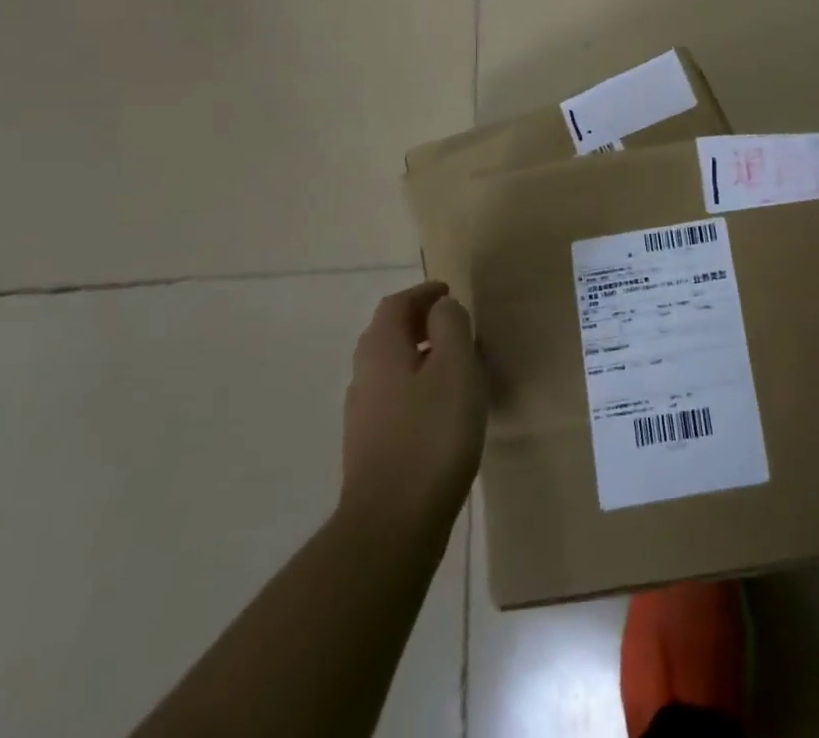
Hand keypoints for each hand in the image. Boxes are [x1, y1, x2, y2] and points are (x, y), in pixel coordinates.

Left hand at [340, 282, 485, 526]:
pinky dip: (417, 386)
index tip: (448, 292)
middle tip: (452, 323)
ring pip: (390, 368)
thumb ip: (450, 326)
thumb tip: (441, 308)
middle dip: (418, 322)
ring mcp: (363, 416)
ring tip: (455, 363)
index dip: (422, 293)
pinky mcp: (371, 448)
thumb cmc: (432, 434)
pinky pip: (394, 398)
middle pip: (387, 335)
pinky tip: (442, 408)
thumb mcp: (455, 367)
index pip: (395, 305)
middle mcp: (363, 377)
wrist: (392, 526)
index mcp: (380, 351)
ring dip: (419, 355)